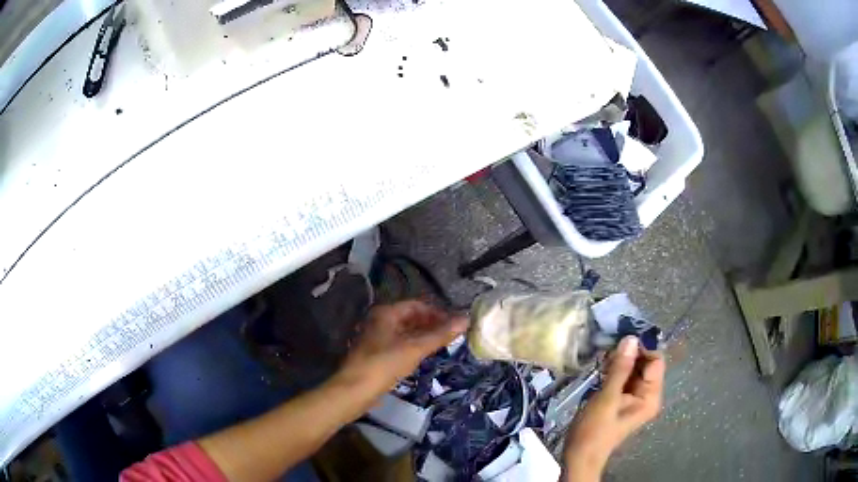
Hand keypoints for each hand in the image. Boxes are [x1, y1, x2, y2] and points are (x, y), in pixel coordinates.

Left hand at [337, 301, 468, 394]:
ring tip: (444, 345)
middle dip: (432, 324)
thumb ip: (440, 334)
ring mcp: (377, 338)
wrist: (356, 389)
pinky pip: (400, 345)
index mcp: (386, 313)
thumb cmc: (384, 364)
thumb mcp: (415, 348)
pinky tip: (426, 356)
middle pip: (411, 318)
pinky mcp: (377, 354)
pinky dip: (415, 347)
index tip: (455, 323)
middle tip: (453, 335)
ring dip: (424, 337)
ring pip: (406, 332)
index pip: (417, 305)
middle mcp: (380, 321)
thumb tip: (466, 319)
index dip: (437, 312)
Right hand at [563, 336, 665, 480]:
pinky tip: (602, 363)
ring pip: (633, 369)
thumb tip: (631, 338)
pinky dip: (615, 369)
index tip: (624, 335)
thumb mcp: (607, 398)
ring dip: (621, 359)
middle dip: (630, 352)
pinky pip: (623, 377)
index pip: (655, 361)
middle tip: (611, 341)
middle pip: (645, 363)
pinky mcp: (622, 398)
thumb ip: (620, 369)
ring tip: (605, 350)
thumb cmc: (594, 430)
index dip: (643, 347)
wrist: (579, 456)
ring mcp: (634, 397)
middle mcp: (647, 394)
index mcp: (650, 396)